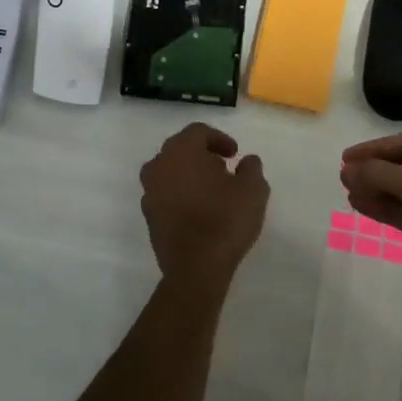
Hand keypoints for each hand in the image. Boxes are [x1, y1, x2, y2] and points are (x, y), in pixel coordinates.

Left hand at [139, 123, 269, 295]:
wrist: (195, 269)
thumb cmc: (225, 220)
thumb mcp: (253, 189)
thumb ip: (251, 168)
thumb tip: (247, 161)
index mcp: (181, 150)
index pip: (198, 132)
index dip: (219, 139)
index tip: (235, 154)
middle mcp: (159, 165)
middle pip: (180, 149)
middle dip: (202, 155)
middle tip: (224, 169)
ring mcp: (149, 192)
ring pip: (170, 172)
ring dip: (189, 175)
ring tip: (212, 191)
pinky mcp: (148, 217)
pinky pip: (165, 195)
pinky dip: (180, 195)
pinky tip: (199, 211)